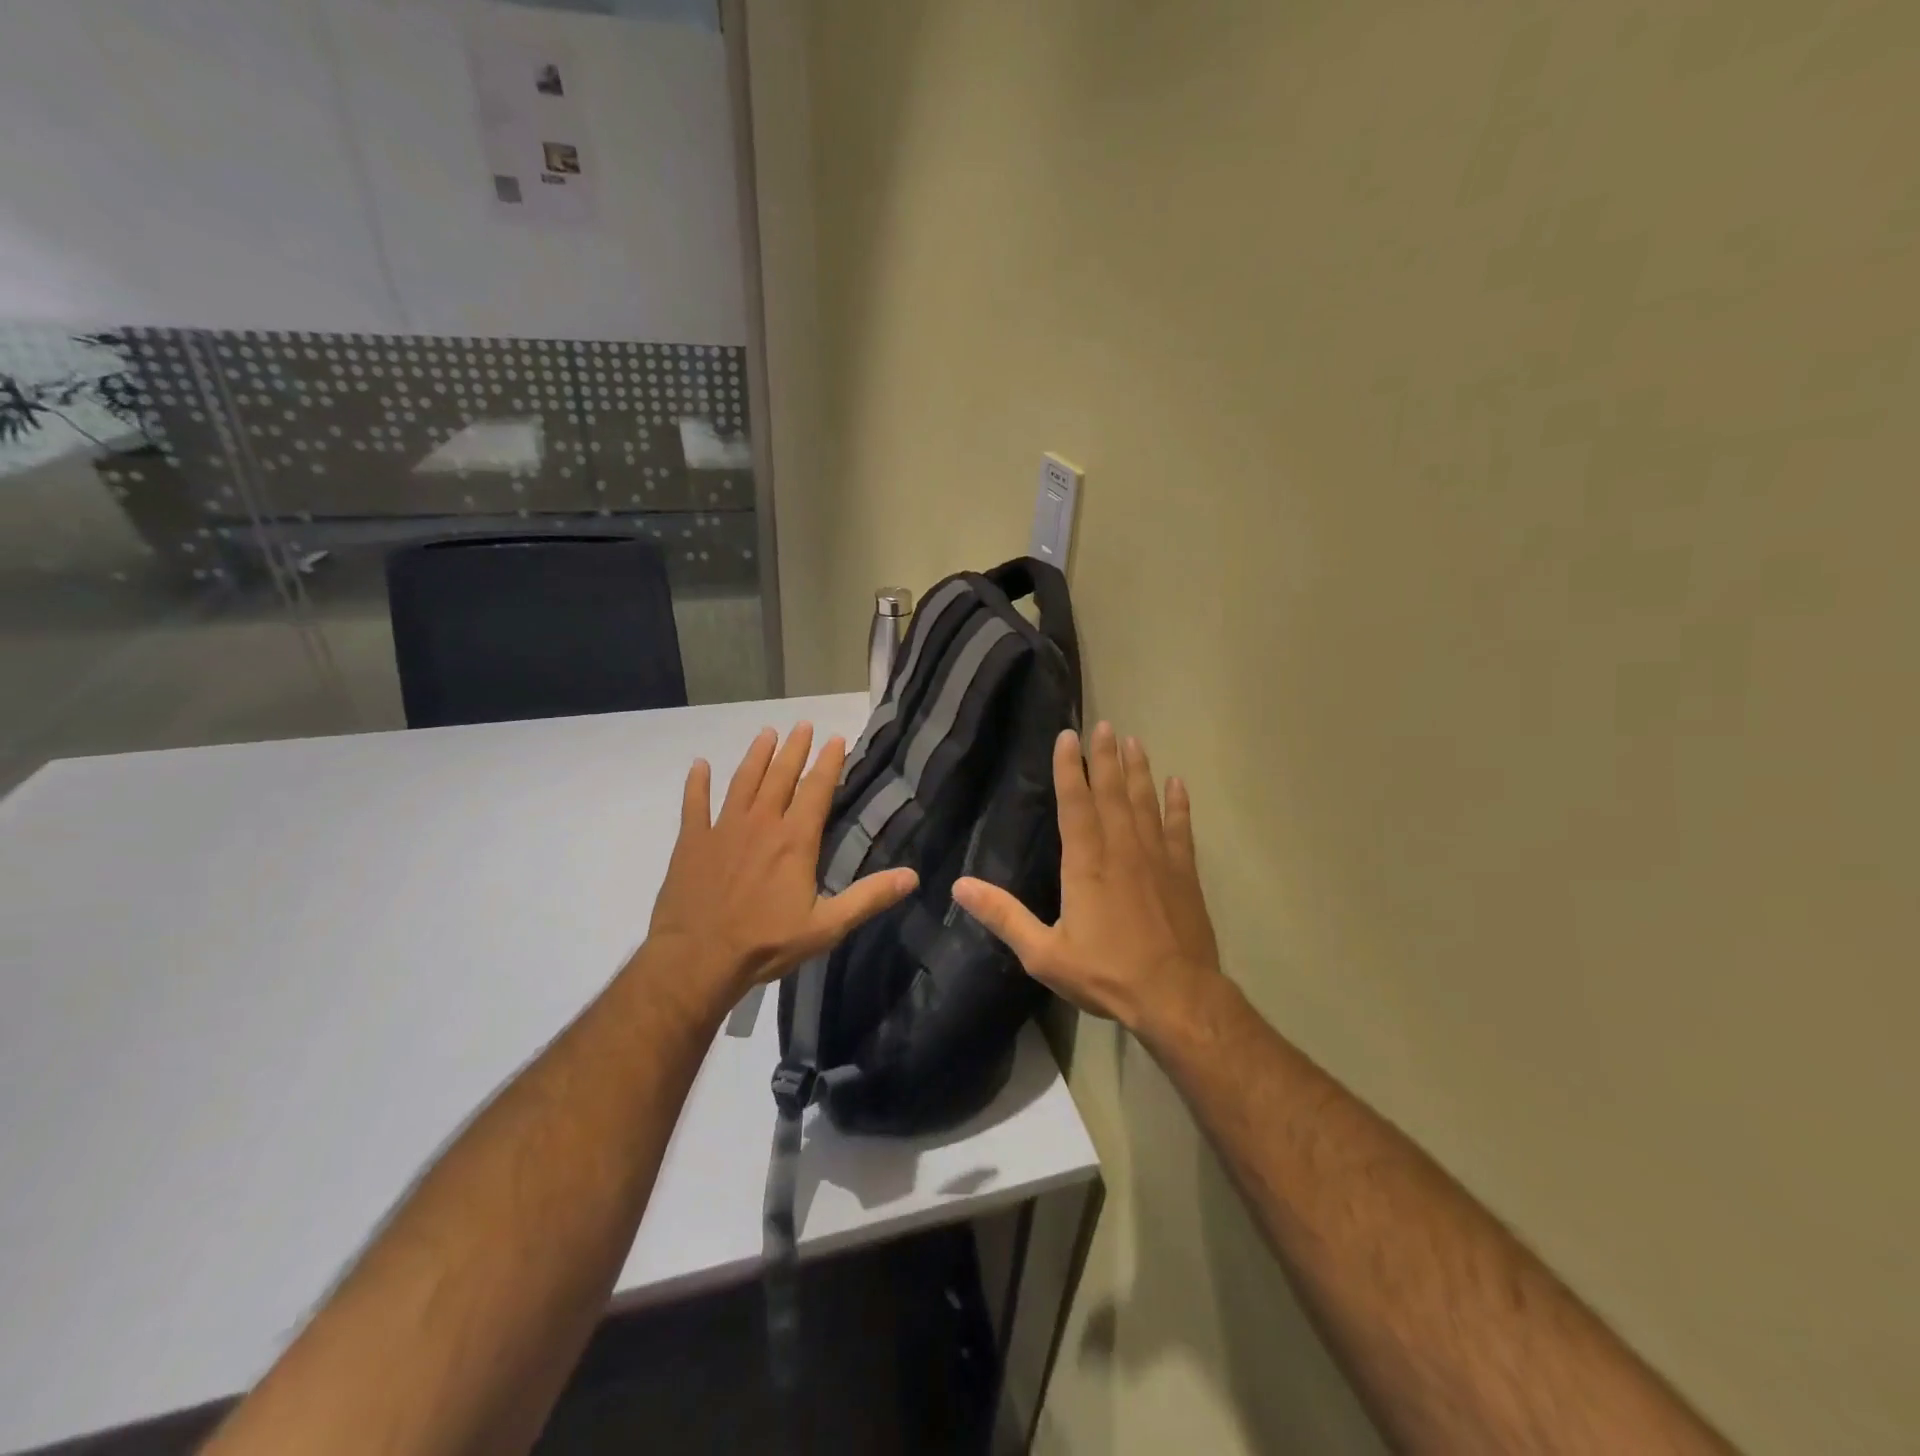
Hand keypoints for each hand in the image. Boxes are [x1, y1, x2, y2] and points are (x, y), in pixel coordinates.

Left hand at [645, 723, 917, 1002]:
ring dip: (756, 756)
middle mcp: (761, 824)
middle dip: (794, 749)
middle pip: (780, 776)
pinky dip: (696, 783)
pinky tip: (699, 765)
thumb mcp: (827, 926)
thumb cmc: (765, 943)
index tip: (835, 738)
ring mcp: (723, 829)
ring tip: (767, 733)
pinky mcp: (692, 842)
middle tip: (803, 724)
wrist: (697, 959)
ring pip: (743, 782)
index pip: (816, 790)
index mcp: (794, 840)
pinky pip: (694, 804)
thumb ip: (868, 898)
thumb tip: (912, 877)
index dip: (828, 763)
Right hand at [952, 722, 1221, 1033]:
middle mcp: (1122, 849)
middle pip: (1112, 792)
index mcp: (1086, 863)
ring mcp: (1157, 858)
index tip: (1068, 736)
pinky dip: (1179, 804)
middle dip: (1106, 757)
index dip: (1070, 768)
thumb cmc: (1106, 973)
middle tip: (1105, 725)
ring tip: (1134, 742)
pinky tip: (1178, 784)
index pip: (1075, 804)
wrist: (1176, 997)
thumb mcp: (1043, 953)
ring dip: (1139, 770)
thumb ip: (1003, 916)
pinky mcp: (1183, 872)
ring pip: (1145, 802)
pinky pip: (1180, 828)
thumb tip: (959, 886)